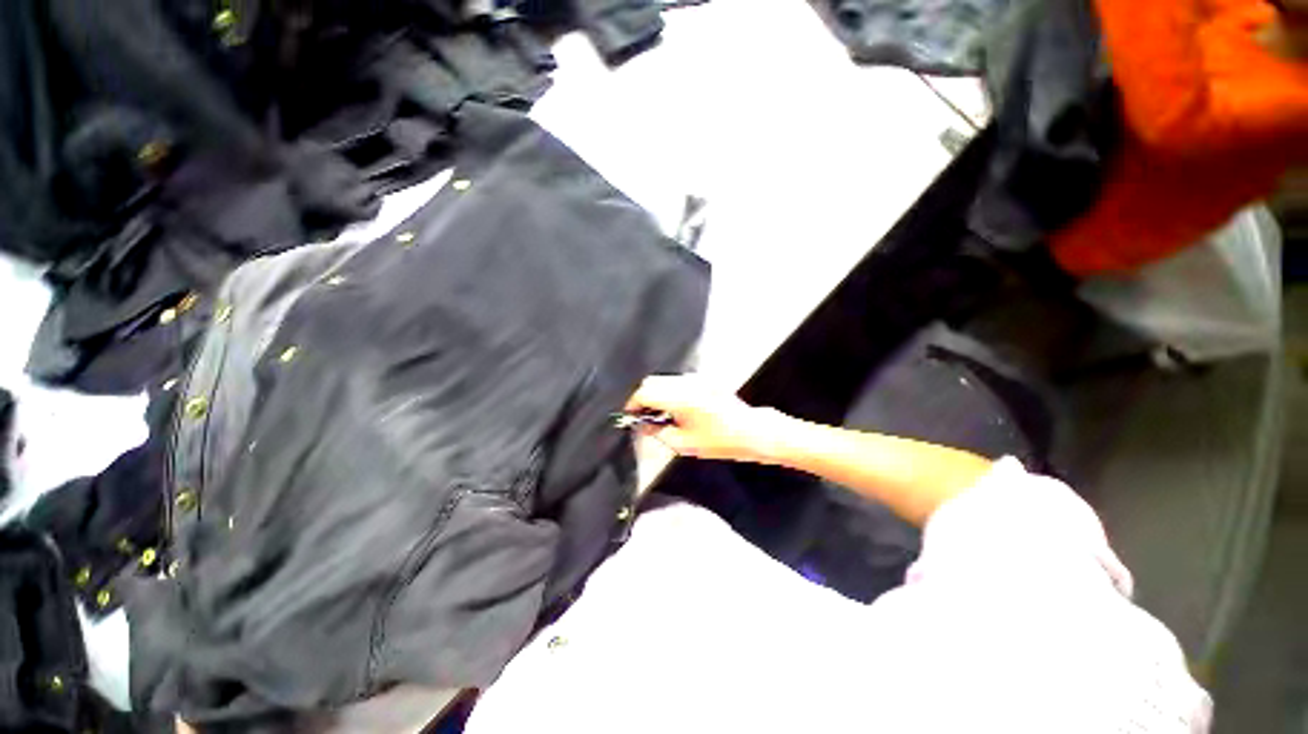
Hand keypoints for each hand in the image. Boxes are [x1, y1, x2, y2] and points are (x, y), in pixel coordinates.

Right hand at [624, 375, 783, 461]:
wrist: (750, 431)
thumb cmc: (719, 441)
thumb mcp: (683, 444)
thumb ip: (658, 431)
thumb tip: (643, 424)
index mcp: (680, 398)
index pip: (645, 392)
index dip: (633, 403)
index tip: (630, 415)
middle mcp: (686, 382)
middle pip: (652, 381)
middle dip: (643, 397)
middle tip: (642, 416)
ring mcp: (696, 378)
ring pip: (664, 380)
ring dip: (656, 393)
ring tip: (658, 413)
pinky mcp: (703, 379)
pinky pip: (677, 381)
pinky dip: (669, 391)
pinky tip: (674, 407)